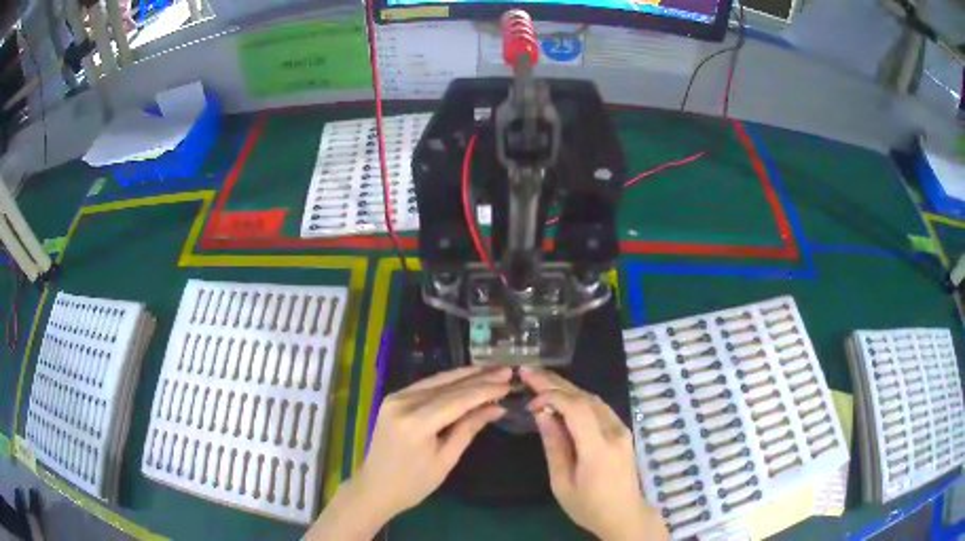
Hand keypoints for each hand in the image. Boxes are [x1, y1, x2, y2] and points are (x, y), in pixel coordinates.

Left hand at [307, 366, 511, 539]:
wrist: (375, 487)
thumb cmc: (413, 483)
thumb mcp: (446, 460)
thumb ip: (469, 429)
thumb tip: (497, 407)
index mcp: (415, 423)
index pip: (457, 399)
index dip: (485, 390)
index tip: (510, 383)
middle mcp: (403, 403)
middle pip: (447, 385)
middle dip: (479, 377)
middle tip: (507, 370)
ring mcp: (395, 397)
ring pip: (437, 381)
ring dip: (465, 375)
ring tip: (492, 370)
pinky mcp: (393, 398)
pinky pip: (426, 386)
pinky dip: (449, 382)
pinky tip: (467, 378)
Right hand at [521, 367, 667, 540]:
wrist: (625, 514)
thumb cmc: (589, 506)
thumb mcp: (562, 483)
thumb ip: (554, 446)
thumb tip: (542, 414)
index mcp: (598, 449)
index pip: (576, 409)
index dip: (551, 397)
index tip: (529, 402)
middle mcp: (614, 432)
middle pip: (585, 398)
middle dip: (554, 383)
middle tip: (528, 371)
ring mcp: (622, 429)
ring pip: (593, 398)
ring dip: (566, 387)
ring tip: (541, 379)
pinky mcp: (623, 431)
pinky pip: (599, 407)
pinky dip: (578, 397)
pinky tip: (563, 395)